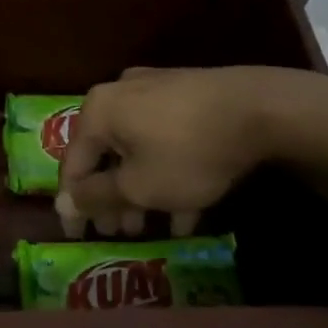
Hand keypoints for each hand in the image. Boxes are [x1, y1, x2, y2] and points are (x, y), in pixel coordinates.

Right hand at [57, 65, 327, 237]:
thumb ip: (97, 196)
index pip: (73, 164)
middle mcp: (120, 95)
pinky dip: (169, 174)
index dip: (72, 205)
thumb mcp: (139, 186)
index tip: (76, 235)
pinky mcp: (190, 97)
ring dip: (142, 191)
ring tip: (153, 227)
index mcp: (98, 111)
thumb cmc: (188, 151)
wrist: (262, 108)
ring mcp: (157, 91)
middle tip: (119, 233)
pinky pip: (167, 141)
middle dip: (112, 199)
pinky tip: (187, 212)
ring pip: (139, 150)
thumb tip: (65, 202)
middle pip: (106, 155)